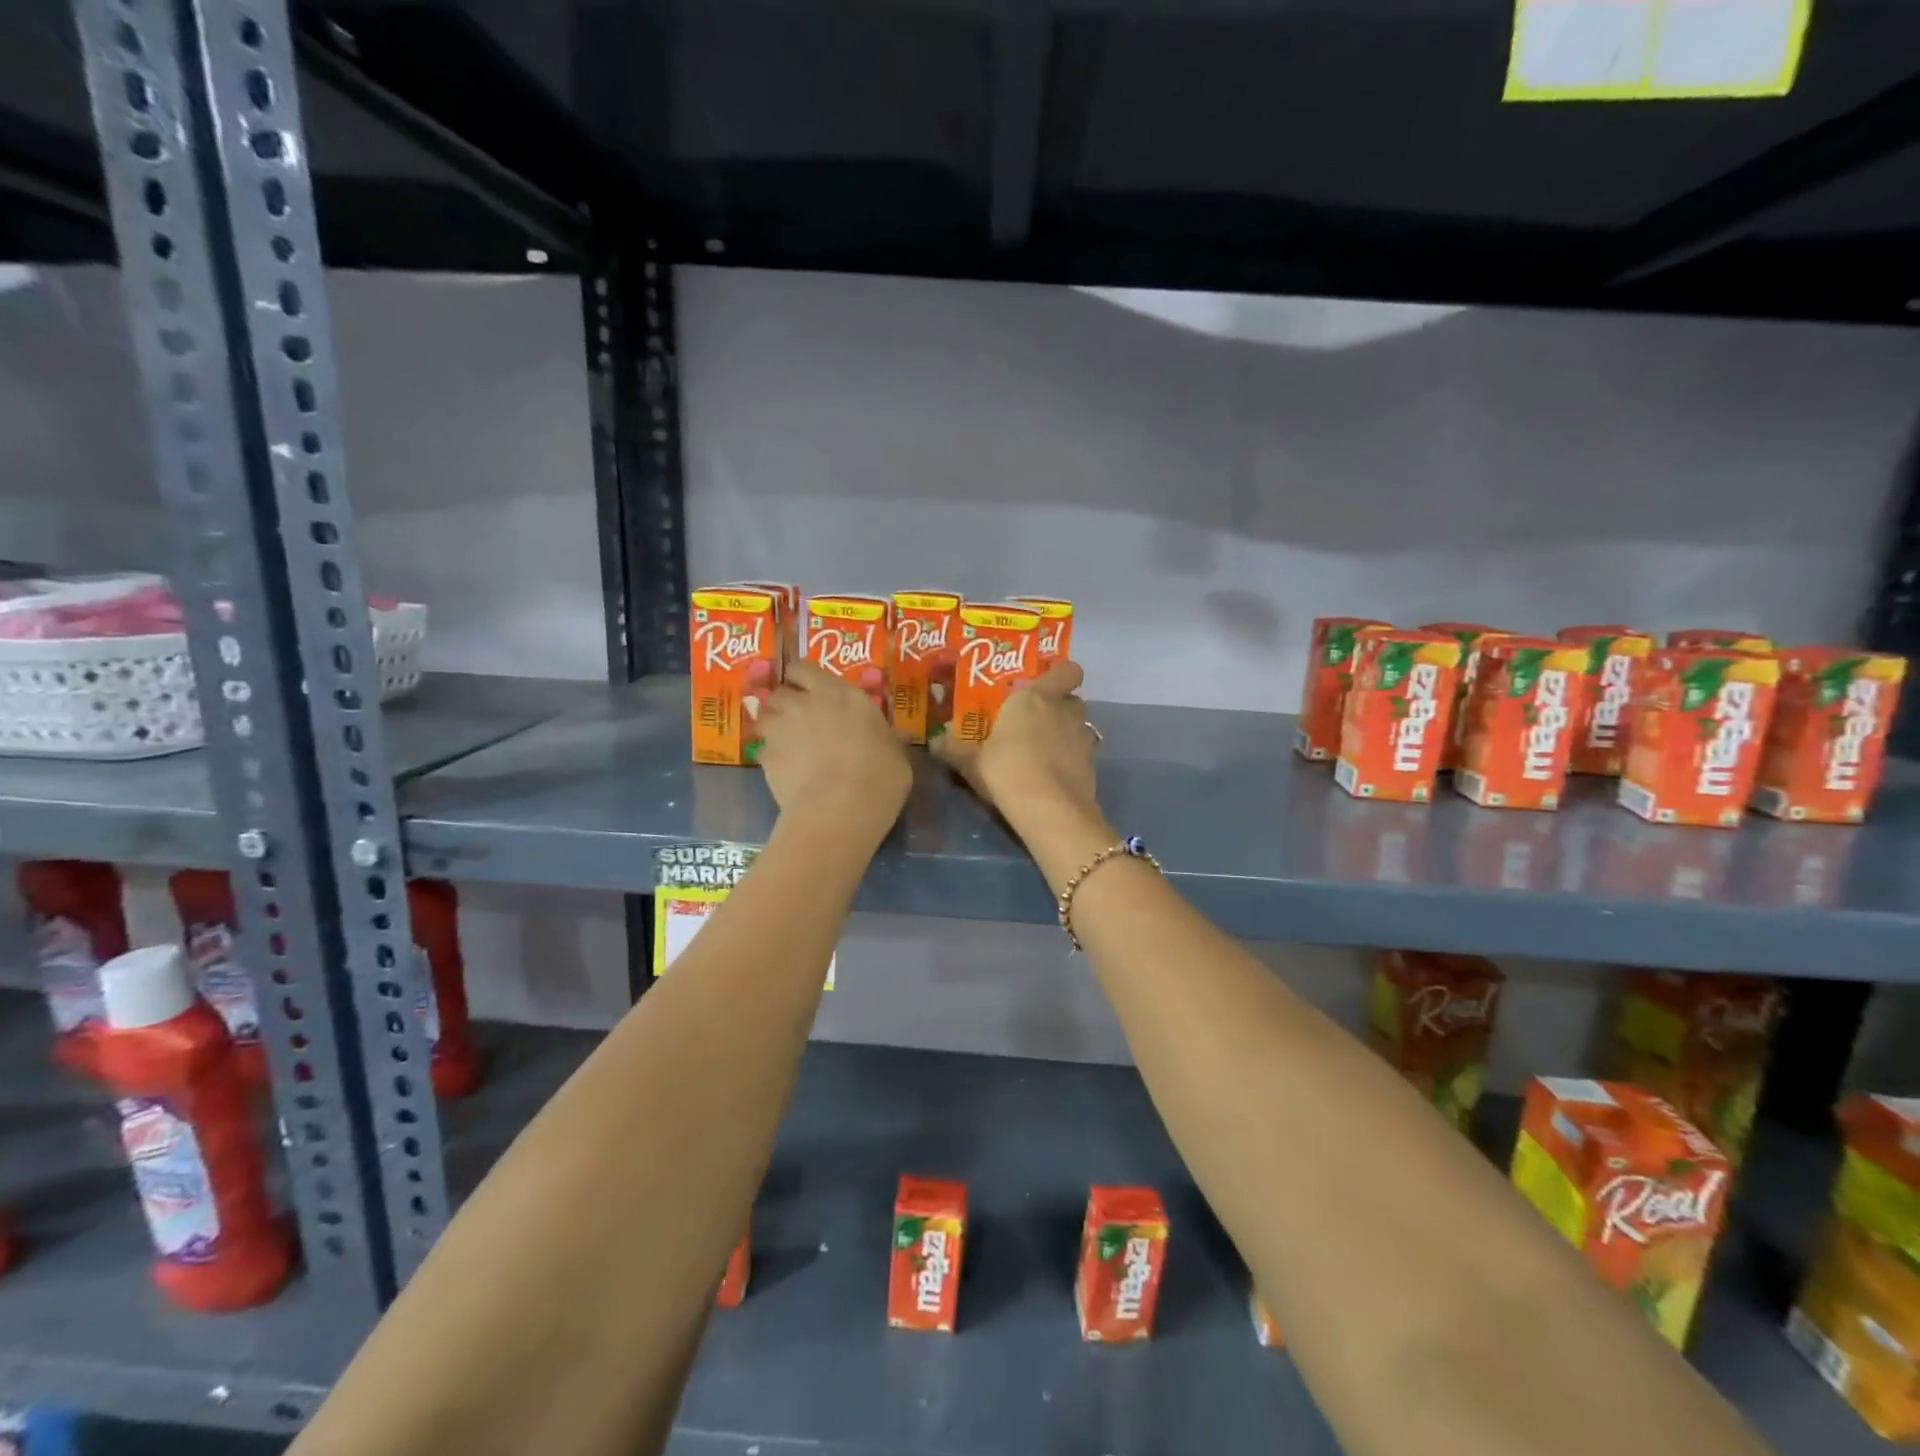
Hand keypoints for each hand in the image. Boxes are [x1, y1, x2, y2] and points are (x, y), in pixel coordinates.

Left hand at [757, 660, 910, 834]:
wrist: (840, 809)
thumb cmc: (879, 774)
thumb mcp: (896, 754)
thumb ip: (889, 739)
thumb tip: (898, 736)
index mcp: (838, 693)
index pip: (804, 668)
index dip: (804, 679)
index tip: (812, 691)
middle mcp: (804, 703)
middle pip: (781, 691)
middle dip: (786, 702)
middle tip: (800, 720)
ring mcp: (780, 729)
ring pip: (764, 715)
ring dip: (772, 724)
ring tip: (786, 742)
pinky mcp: (765, 757)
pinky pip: (762, 748)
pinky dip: (769, 755)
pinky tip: (783, 770)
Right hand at [932, 660, 1098, 827]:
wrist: (1048, 808)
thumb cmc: (1006, 769)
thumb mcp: (971, 761)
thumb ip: (954, 748)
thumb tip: (935, 740)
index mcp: (1035, 698)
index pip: (1066, 670)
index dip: (1061, 675)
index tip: (1045, 685)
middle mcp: (1064, 711)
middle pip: (1072, 699)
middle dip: (1060, 707)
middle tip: (1037, 722)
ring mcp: (1083, 739)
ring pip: (1081, 727)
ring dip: (1068, 734)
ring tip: (1047, 751)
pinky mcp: (1092, 766)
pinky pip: (1083, 755)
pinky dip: (1073, 761)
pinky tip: (1054, 777)